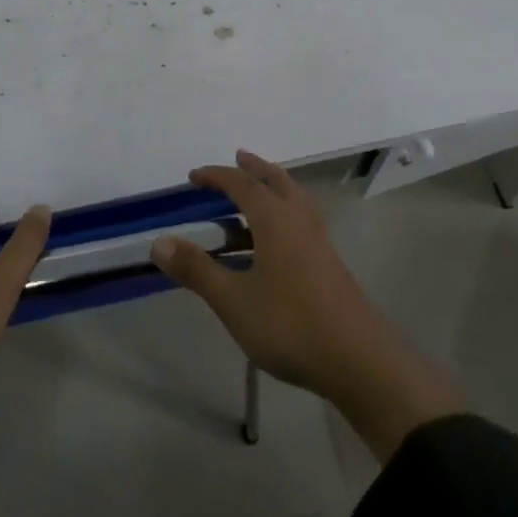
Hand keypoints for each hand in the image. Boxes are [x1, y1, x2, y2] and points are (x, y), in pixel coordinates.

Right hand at [151, 150, 460, 461]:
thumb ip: (197, 270)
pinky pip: (301, 220)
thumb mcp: (233, 300)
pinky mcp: (329, 263)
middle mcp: (298, 218)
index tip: (193, 176)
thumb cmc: (290, 323)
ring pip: (293, 198)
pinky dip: (284, 213)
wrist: (358, 359)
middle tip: (238, 158)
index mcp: (274, 217)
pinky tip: (277, 240)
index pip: (241, 183)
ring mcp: (318, 240)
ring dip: (273, 187)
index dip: (216, 176)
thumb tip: (158, 242)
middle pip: (275, 180)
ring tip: (257, 192)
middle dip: (254, 168)